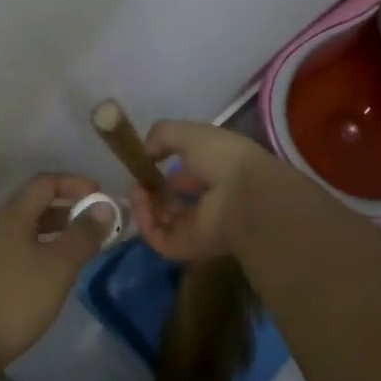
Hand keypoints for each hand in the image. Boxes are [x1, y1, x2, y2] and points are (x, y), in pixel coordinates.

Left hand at [0, 173, 115, 378]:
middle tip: (94, 228)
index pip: (45, 183)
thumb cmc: (13, 301)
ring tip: (75, 253)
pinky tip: (46, 278)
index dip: (75, 184)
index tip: (100, 198)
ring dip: (51, 234)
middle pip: (32, 206)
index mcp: (10, 217)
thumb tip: (103, 206)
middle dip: (66, 211)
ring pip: (22, 231)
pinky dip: (35, 252)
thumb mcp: (58, 267)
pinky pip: (11, 251)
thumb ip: (83, 235)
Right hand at [129, 121, 277, 261]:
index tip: (145, 162)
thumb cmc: (222, 158)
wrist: (243, 195)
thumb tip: (145, 151)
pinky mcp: (185, 247)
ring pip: (161, 220)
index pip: (184, 178)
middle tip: (138, 181)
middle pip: (170, 201)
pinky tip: (139, 201)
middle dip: (150, 191)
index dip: (163, 171)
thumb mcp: (190, 133)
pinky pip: (157, 236)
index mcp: (213, 175)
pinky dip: (144, 220)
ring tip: (136, 190)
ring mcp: (195, 227)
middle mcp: (205, 202)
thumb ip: (163, 135)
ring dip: (144, 205)